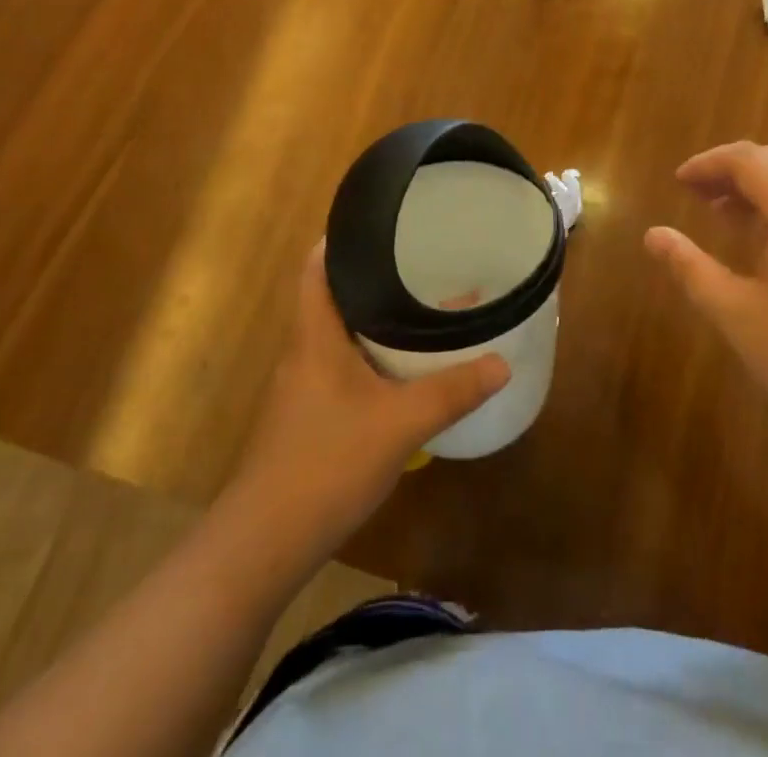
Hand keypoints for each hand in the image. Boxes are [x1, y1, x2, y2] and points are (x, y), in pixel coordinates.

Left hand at [232, 243, 509, 556]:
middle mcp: (305, 350)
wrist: (265, 543)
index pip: (317, 266)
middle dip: (376, 278)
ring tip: (421, 307)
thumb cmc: (326, 463)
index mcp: (316, 334)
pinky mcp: (309, 416)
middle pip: (336, 296)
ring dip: (376, 320)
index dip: (342, 239)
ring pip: (342, 334)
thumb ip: (452, 391)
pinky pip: (344, 366)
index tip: (381, 223)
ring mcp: (303, 385)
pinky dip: (373, 356)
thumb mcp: (400, 423)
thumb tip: (502, 362)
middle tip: (419, 262)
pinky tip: (404, 371)